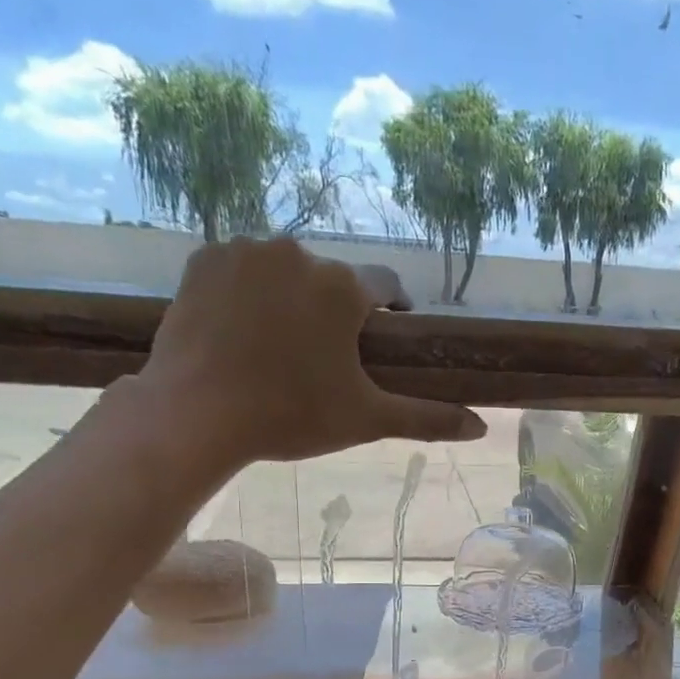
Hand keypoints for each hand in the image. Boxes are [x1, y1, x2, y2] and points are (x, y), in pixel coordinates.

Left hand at [135, 238, 485, 464]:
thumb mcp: (367, 420)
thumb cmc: (292, 416)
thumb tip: (482, 427)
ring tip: (281, 348)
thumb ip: (427, 418)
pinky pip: (241, 270)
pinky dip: (248, 294)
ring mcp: (245, 251)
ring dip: (292, 299)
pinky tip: (243, 332)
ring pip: (285, 272)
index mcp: (342, 287)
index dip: (392, 311)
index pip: (386, 285)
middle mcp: (297, 252)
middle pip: (332, 280)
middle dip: (336, 312)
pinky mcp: (203, 260)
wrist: (197, 412)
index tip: (386, 337)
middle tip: (326, 359)